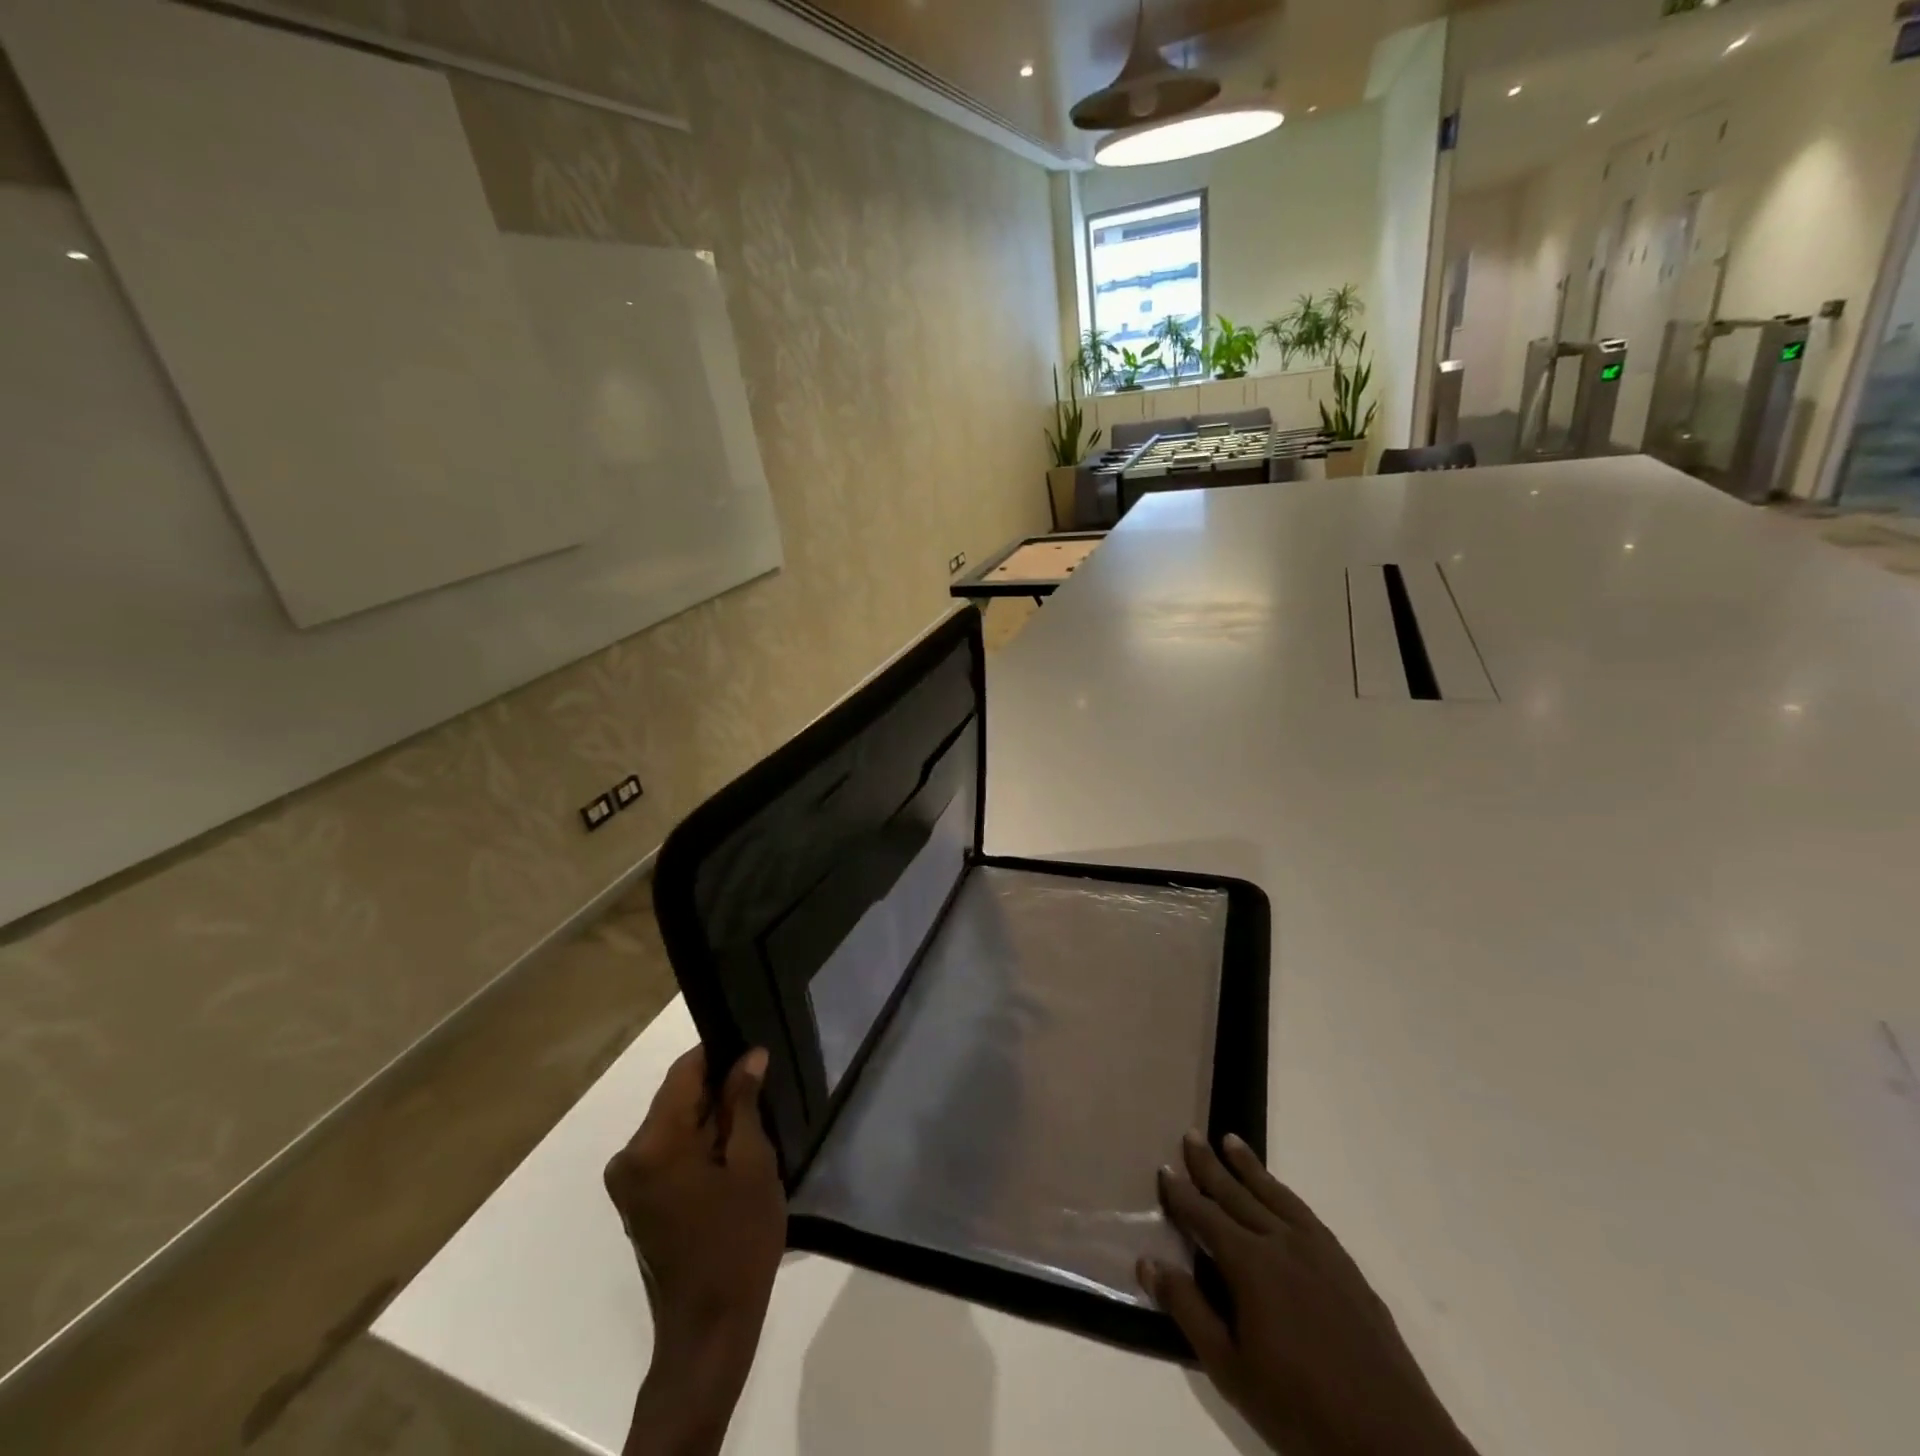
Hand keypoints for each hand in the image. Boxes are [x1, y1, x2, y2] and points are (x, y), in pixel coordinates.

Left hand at [604, 1045, 784, 1455]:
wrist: (709, 1331)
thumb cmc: (738, 1242)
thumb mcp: (752, 1165)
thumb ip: (745, 1103)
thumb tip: (749, 1056)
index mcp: (653, 1144)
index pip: (684, 1072)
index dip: (720, 1053)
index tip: (754, 1048)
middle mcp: (629, 1156)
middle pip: (677, 1097)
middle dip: (718, 1088)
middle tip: (762, 1085)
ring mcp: (629, 1181)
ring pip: (674, 1123)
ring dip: (710, 1117)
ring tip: (754, 1116)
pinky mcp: (637, 1200)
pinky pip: (668, 1150)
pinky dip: (698, 1143)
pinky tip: (732, 1150)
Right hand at [1140, 1133, 1476, 1455]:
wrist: (1394, 1443)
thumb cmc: (1301, 1410)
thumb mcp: (1230, 1369)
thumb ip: (1188, 1309)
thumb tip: (1147, 1261)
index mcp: (1251, 1264)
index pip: (1205, 1216)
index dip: (1181, 1194)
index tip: (1163, 1168)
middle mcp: (1282, 1242)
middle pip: (1238, 1194)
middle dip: (1210, 1165)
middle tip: (1192, 1134)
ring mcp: (1320, 1252)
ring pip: (1275, 1195)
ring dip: (1250, 1167)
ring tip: (1231, 1141)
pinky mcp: (1347, 1268)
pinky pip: (1306, 1214)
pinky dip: (1285, 1194)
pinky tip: (1280, 1194)